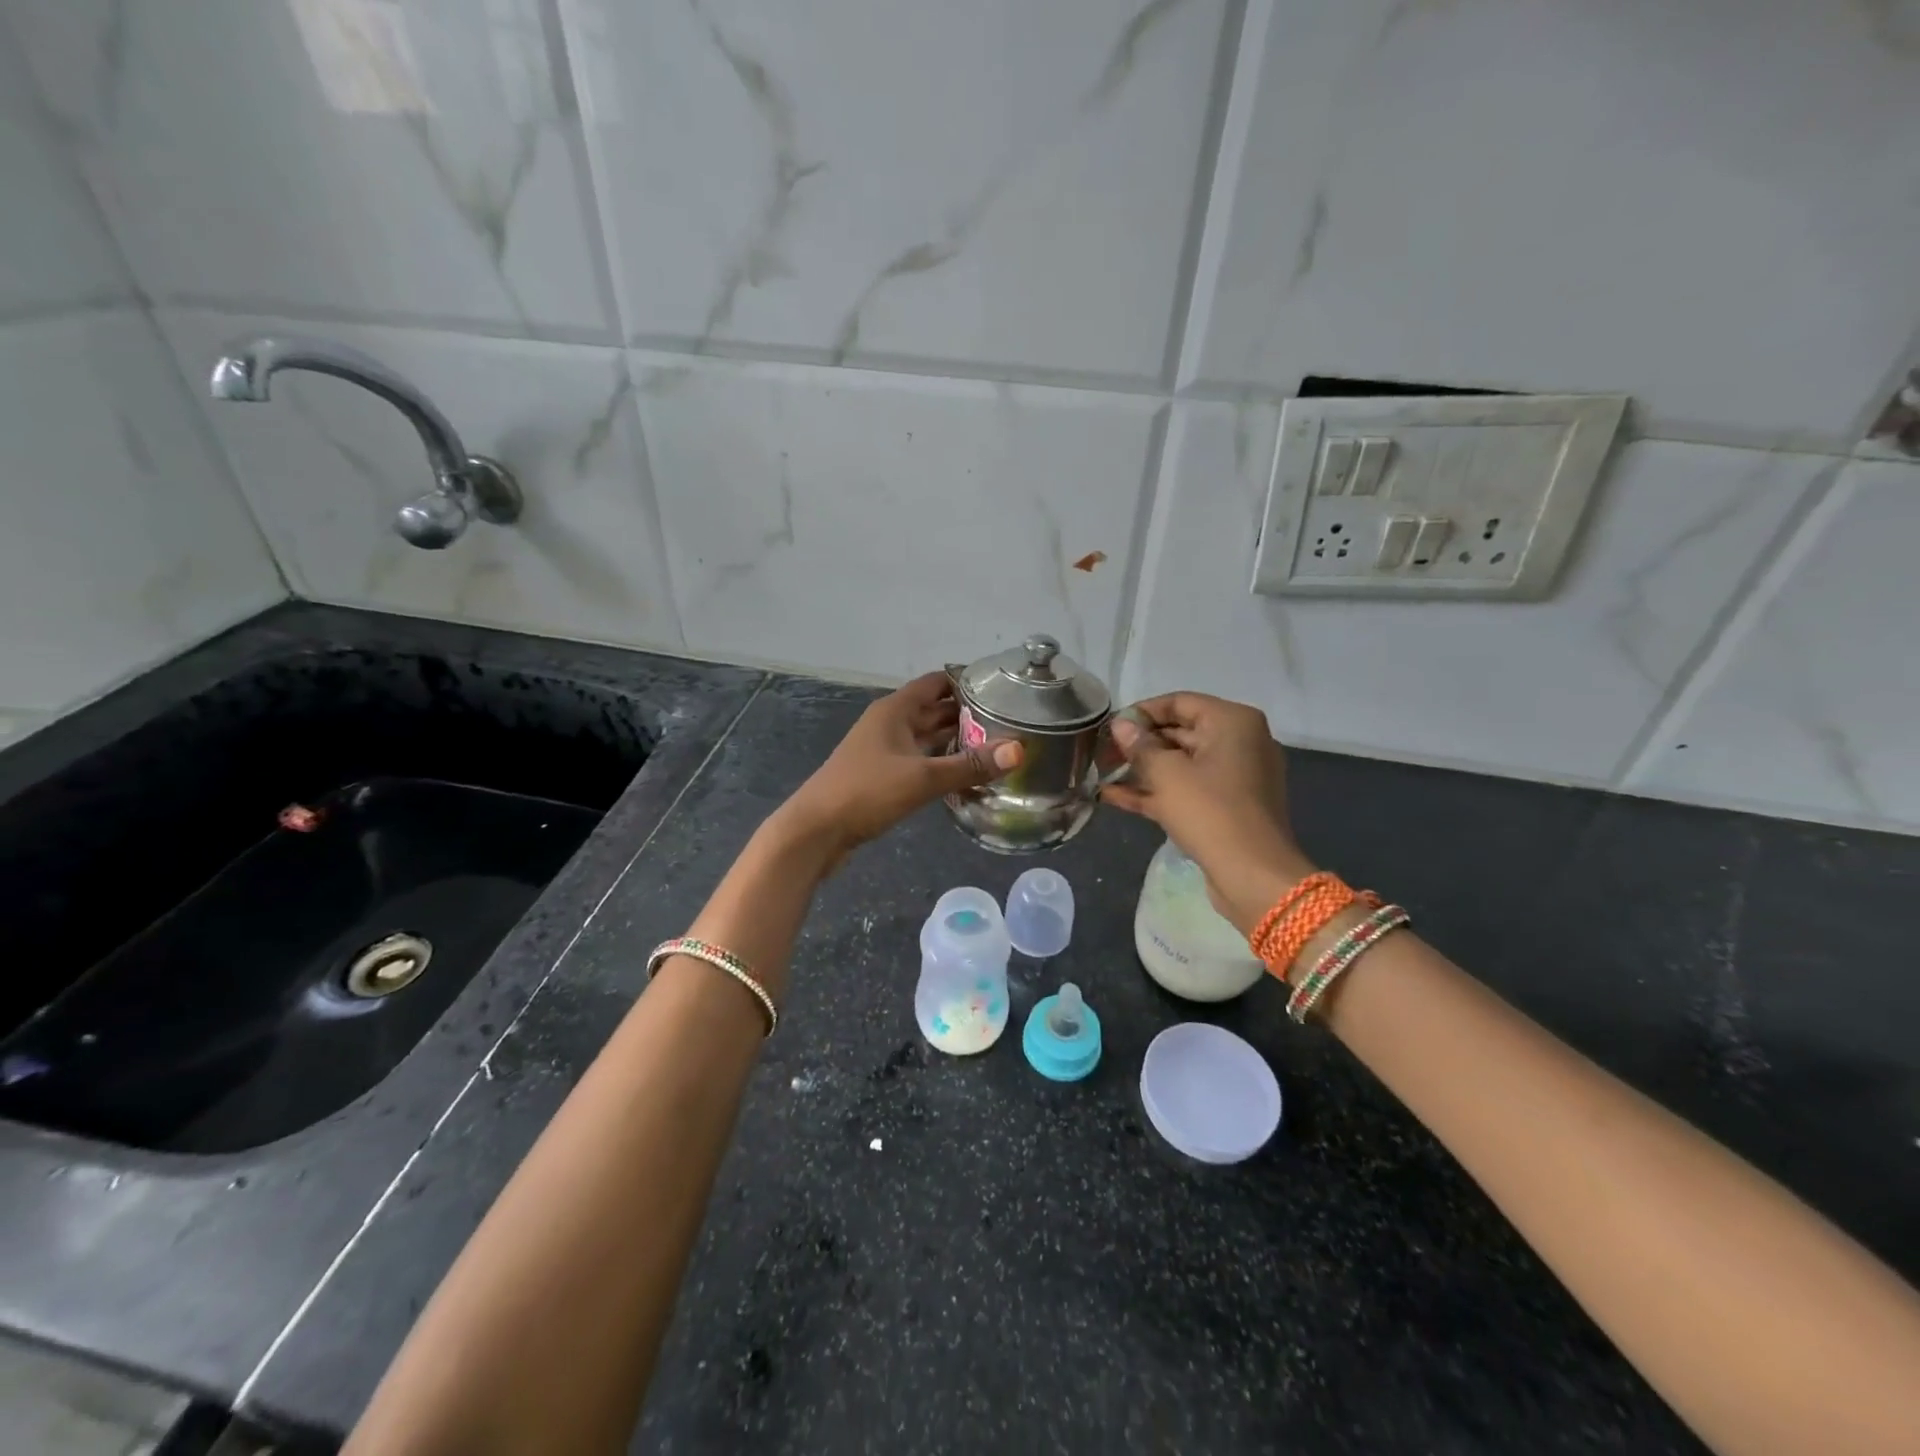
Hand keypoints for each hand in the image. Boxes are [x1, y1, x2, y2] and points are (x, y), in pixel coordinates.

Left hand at [777, 672, 1020, 866]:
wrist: (815, 831)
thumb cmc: (866, 792)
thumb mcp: (923, 778)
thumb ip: (970, 765)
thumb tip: (1018, 750)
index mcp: (895, 710)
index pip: (937, 683)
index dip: (967, 683)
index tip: (1003, 690)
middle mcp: (889, 723)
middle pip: (933, 710)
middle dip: (967, 714)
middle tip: (1009, 723)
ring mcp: (882, 750)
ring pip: (925, 737)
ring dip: (954, 740)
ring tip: (994, 748)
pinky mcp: (880, 776)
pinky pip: (917, 760)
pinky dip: (939, 762)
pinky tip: (963, 775)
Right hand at [1101, 693, 1312, 934]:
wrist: (1254, 876)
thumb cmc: (1210, 811)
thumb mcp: (1167, 774)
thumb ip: (1140, 746)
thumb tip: (1120, 726)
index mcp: (1232, 722)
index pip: (1179, 702)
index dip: (1140, 712)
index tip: (1109, 727)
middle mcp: (1239, 742)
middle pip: (1179, 732)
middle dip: (1138, 743)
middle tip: (1101, 752)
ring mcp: (1234, 777)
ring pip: (1180, 764)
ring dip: (1142, 770)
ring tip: (1102, 773)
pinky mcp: (1226, 807)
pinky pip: (1186, 790)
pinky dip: (1155, 792)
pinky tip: (1113, 797)